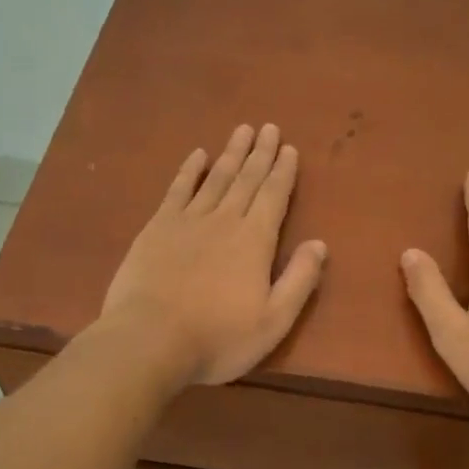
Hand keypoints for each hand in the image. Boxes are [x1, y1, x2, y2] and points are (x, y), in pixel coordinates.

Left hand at [101, 123, 326, 386]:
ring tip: (242, 130)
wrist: (148, 340)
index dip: (283, 171)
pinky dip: (189, 170)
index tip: (289, 148)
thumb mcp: (273, 321)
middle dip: (260, 153)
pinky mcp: (157, 227)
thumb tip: (319, 244)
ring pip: (216, 178)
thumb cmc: (217, 338)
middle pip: (247, 179)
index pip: (274, 196)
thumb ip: (299, 280)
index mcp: (255, 241)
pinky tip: (197, 155)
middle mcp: (225, 220)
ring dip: (231, 153)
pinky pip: (178, 189)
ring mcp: (188, 220)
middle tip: (269, 127)